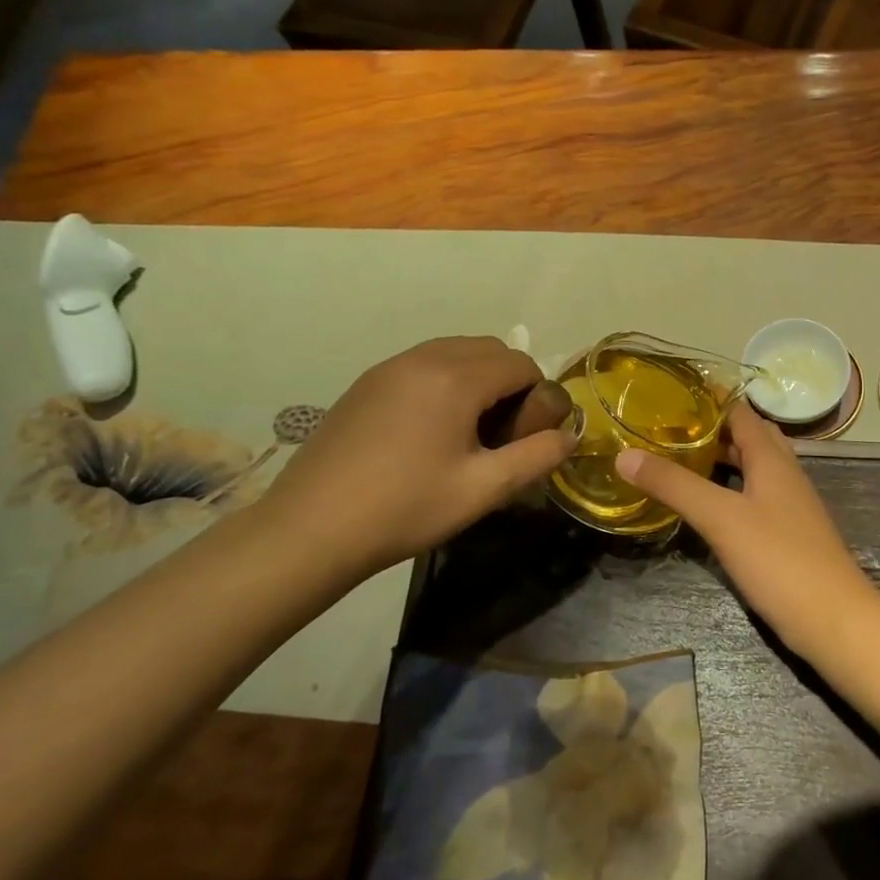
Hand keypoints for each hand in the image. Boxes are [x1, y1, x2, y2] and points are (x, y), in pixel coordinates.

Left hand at [260, 337, 574, 581]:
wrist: (310, 529)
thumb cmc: (406, 508)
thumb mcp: (484, 489)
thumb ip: (537, 457)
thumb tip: (569, 435)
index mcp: (457, 378)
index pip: (521, 363)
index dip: (537, 396)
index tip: (526, 436)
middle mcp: (425, 358)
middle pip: (490, 349)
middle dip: (509, 382)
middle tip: (500, 433)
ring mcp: (390, 367)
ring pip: (455, 352)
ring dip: (476, 378)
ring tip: (466, 431)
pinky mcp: (366, 382)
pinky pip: (423, 364)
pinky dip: (443, 381)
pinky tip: (428, 430)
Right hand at [615, 403, 878, 651]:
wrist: (834, 619)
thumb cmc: (779, 559)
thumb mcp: (720, 517)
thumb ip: (674, 484)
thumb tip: (624, 455)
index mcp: (772, 458)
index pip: (740, 412)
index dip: (709, 400)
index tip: (670, 394)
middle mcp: (784, 473)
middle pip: (749, 437)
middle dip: (712, 429)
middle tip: (668, 428)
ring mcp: (790, 504)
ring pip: (753, 468)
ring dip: (721, 459)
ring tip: (680, 460)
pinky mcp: (788, 533)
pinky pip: (755, 496)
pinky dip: (730, 489)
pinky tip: (708, 507)